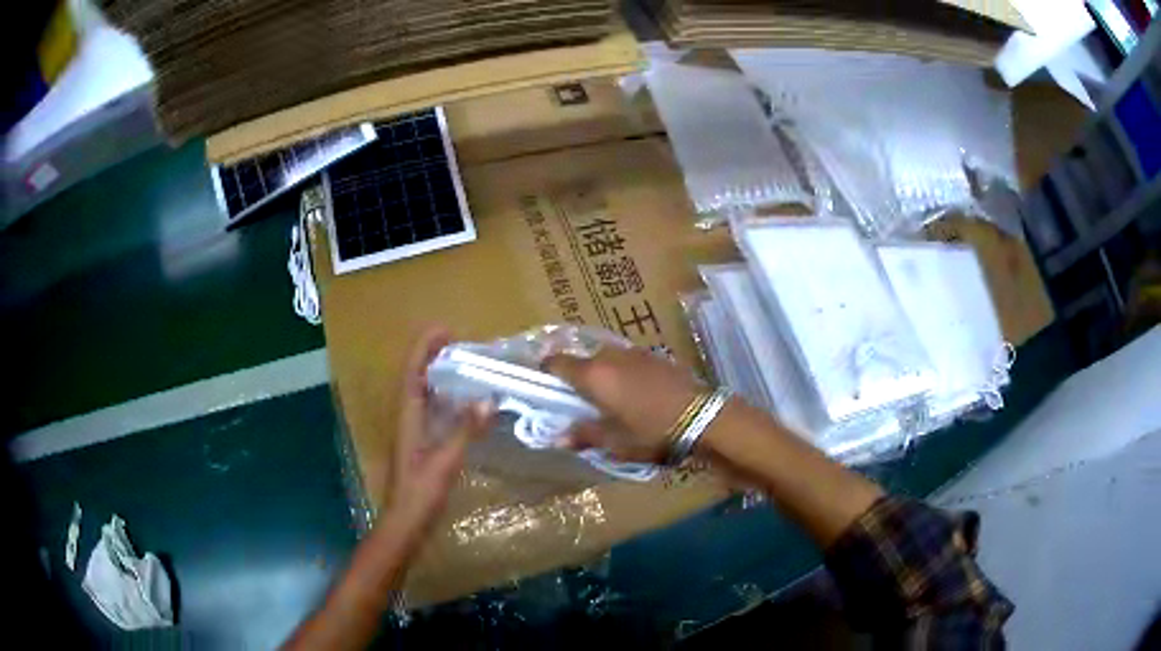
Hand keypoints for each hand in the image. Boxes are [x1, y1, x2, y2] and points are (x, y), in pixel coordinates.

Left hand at [383, 326, 494, 542]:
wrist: (405, 523)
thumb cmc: (421, 492)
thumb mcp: (445, 461)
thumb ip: (465, 430)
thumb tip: (487, 399)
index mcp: (407, 416)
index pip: (412, 371)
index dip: (424, 347)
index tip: (445, 329)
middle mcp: (407, 417)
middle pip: (415, 376)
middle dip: (432, 355)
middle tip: (459, 343)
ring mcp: (413, 431)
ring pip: (423, 393)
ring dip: (438, 374)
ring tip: (463, 363)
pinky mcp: (421, 444)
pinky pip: (432, 410)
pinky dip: (445, 397)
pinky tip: (464, 402)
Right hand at [544, 345, 705, 462]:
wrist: (704, 416)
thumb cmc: (653, 432)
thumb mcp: (616, 442)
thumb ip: (584, 435)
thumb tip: (557, 437)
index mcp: (594, 375)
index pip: (556, 362)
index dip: (546, 373)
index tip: (546, 390)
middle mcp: (609, 356)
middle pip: (581, 361)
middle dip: (576, 379)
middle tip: (579, 403)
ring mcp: (634, 353)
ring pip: (605, 360)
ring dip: (600, 376)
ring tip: (608, 401)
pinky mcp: (655, 356)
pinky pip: (626, 362)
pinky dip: (621, 374)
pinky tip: (634, 395)